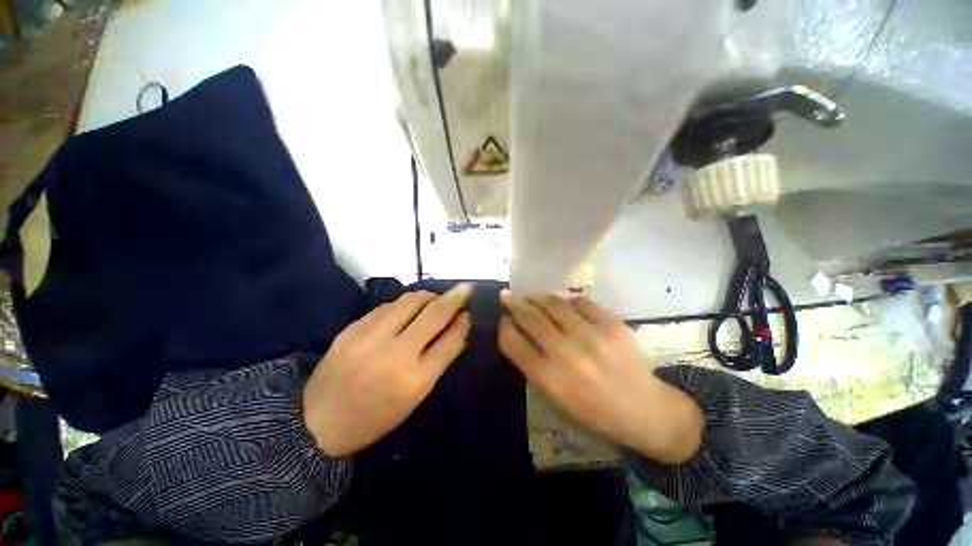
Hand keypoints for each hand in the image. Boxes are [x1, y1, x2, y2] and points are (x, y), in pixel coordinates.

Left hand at [303, 284, 471, 456]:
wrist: (318, 422)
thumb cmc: (375, 417)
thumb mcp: (415, 398)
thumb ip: (438, 362)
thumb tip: (456, 332)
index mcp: (415, 380)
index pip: (450, 341)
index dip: (462, 323)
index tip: (467, 314)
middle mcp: (396, 354)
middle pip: (434, 314)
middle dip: (454, 298)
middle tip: (463, 290)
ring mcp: (372, 337)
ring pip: (410, 301)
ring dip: (428, 296)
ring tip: (433, 299)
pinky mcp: (353, 328)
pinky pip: (387, 306)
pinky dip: (403, 304)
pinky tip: (406, 308)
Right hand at [498, 291, 702, 463]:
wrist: (644, 410)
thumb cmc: (594, 410)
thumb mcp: (556, 398)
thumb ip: (534, 366)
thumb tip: (519, 334)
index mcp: (550, 379)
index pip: (514, 344)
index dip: (505, 329)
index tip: (504, 320)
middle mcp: (566, 354)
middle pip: (531, 319)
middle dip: (514, 304)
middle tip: (508, 296)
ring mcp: (591, 336)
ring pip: (554, 304)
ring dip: (538, 297)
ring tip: (532, 296)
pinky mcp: (612, 324)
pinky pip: (581, 302)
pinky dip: (569, 302)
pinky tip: (566, 306)